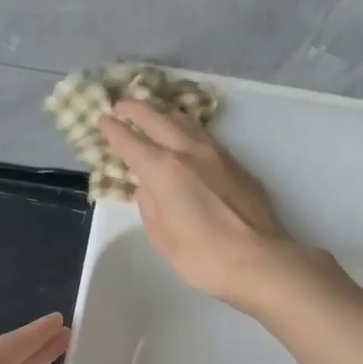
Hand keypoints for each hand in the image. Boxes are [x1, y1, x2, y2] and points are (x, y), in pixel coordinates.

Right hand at [99, 99, 315, 311]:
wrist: (260, 260)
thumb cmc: (203, 256)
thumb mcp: (163, 236)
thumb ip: (150, 205)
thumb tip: (148, 187)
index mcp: (164, 170)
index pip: (130, 142)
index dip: (113, 130)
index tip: (102, 119)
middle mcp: (189, 152)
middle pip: (157, 119)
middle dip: (135, 108)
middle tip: (121, 103)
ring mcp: (217, 154)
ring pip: (185, 121)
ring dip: (164, 112)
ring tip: (153, 111)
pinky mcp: (237, 164)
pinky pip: (205, 136)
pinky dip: (187, 128)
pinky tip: (186, 135)